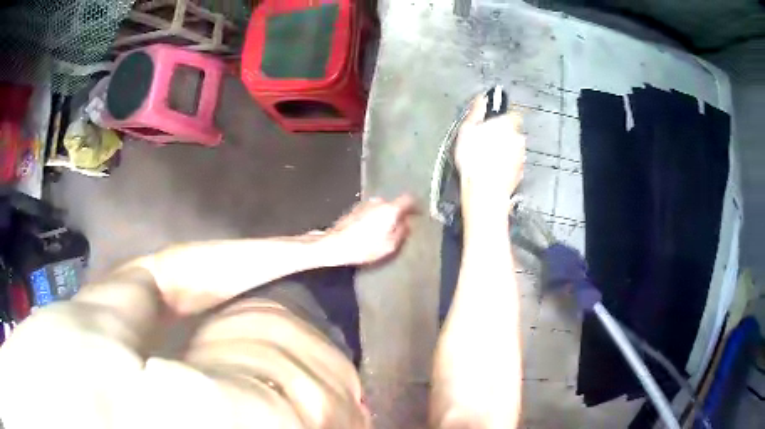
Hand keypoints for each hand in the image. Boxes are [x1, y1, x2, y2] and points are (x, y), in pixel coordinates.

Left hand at [324, 195, 416, 264]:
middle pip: (394, 204)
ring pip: (381, 208)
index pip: (408, 199)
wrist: (336, 244)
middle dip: (398, 214)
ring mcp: (365, 204)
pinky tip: (371, 231)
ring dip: (385, 216)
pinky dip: (374, 218)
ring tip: (385, 231)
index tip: (419, 213)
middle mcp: (378, 201)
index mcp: (390, 208)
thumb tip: (406, 223)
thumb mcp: (390, 245)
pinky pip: (371, 211)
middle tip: (401, 226)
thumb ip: (402, 232)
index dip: (416, 205)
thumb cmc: (365, 247)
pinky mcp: (354, 209)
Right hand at [454, 93, 525, 202]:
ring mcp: (521, 156)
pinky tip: (492, 169)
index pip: (512, 112)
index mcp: (508, 124)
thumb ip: (476, 111)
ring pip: (513, 147)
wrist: (485, 191)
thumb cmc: (474, 159)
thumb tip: (481, 98)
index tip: (491, 122)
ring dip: (504, 149)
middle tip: (484, 141)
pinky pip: (513, 163)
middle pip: (513, 131)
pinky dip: (505, 164)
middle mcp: (519, 138)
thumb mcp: (467, 130)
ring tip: (486, 158)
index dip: (502, 116)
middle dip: (502, 134)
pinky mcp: (520, 172)